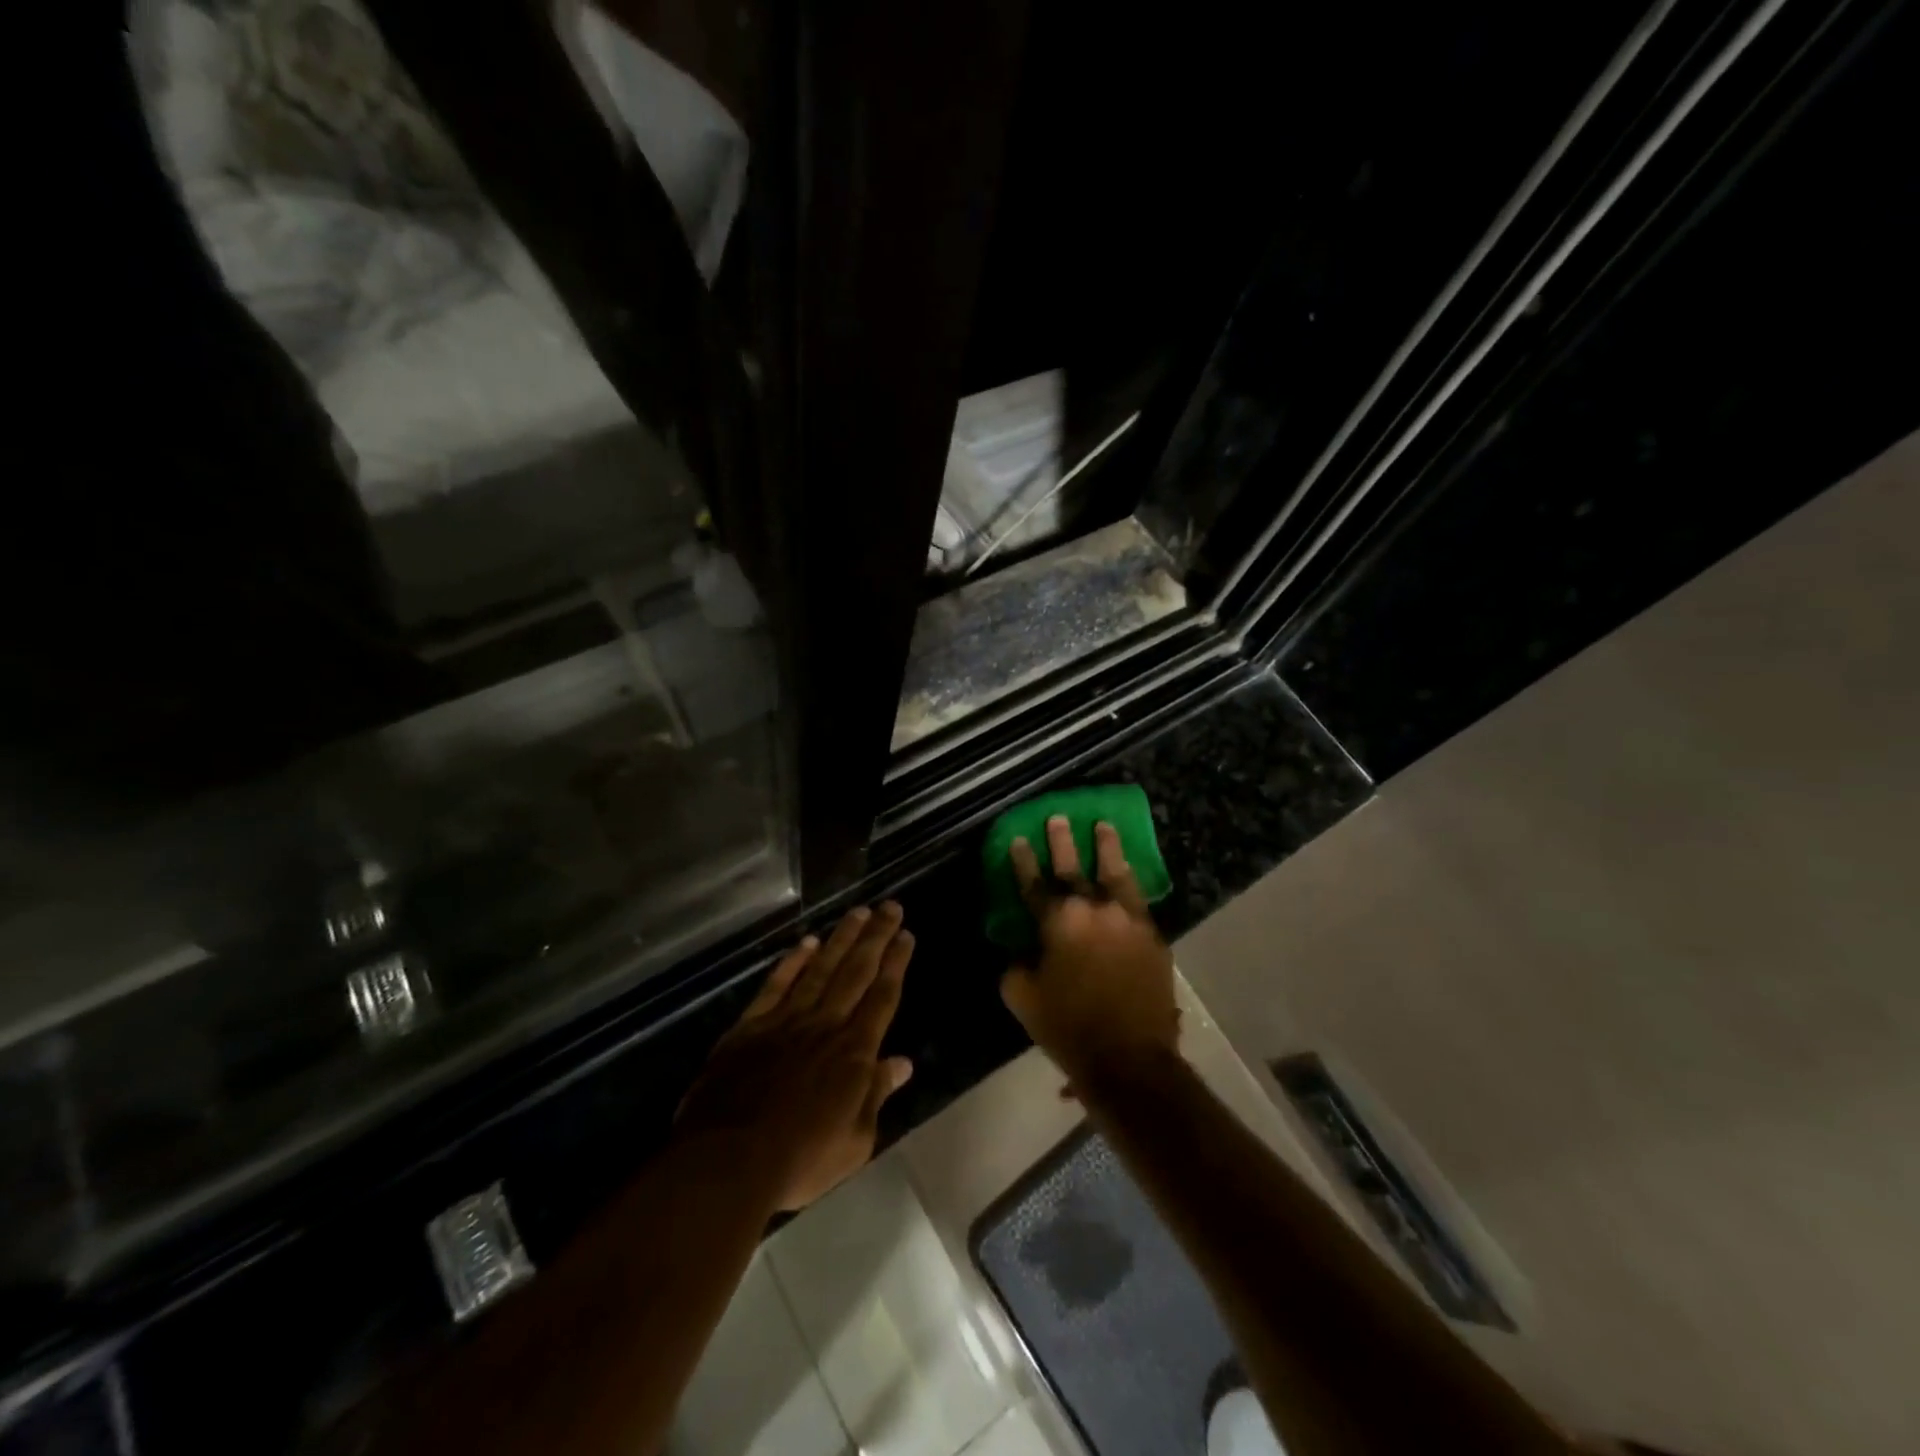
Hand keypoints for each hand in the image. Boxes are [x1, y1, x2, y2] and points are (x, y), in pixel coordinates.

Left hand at [678, 904, 915, 1210]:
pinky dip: (793, 962)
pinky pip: (777, 985)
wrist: (727, 1161)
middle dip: (876, 937)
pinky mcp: (751, 1025)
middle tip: (890, 907)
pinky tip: (807, 943)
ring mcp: (786, 1020)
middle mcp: (825, 1025)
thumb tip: (903, 1062)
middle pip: (856, 972)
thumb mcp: (854, 1142)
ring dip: (841, 939)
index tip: (906, 935)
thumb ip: (876, 1094)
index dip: (896, 963)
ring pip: (821, 969)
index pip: (882, 997)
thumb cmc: (800, 1159)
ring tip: (858, 912)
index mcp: (854, 1052)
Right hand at [1000, 817, 1179, 1092]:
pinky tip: (1127, 875)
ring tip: (1105, 825)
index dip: (1024, 860)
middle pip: (1075, 867)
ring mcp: (1129, 920)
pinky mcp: (1153, 936)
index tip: (1019, 839)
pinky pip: (1138, 900)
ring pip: (1116, 873)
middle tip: (1058, 817)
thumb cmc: (1068, 1028)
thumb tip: (1024, 953)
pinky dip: (1129, 884)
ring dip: (1108, 848)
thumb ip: (1017, 966)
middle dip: (1063, 841)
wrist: (1129, 1060)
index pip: (1035, 883)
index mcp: (1058, 921)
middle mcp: (1094, 909)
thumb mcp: (1022, 998)